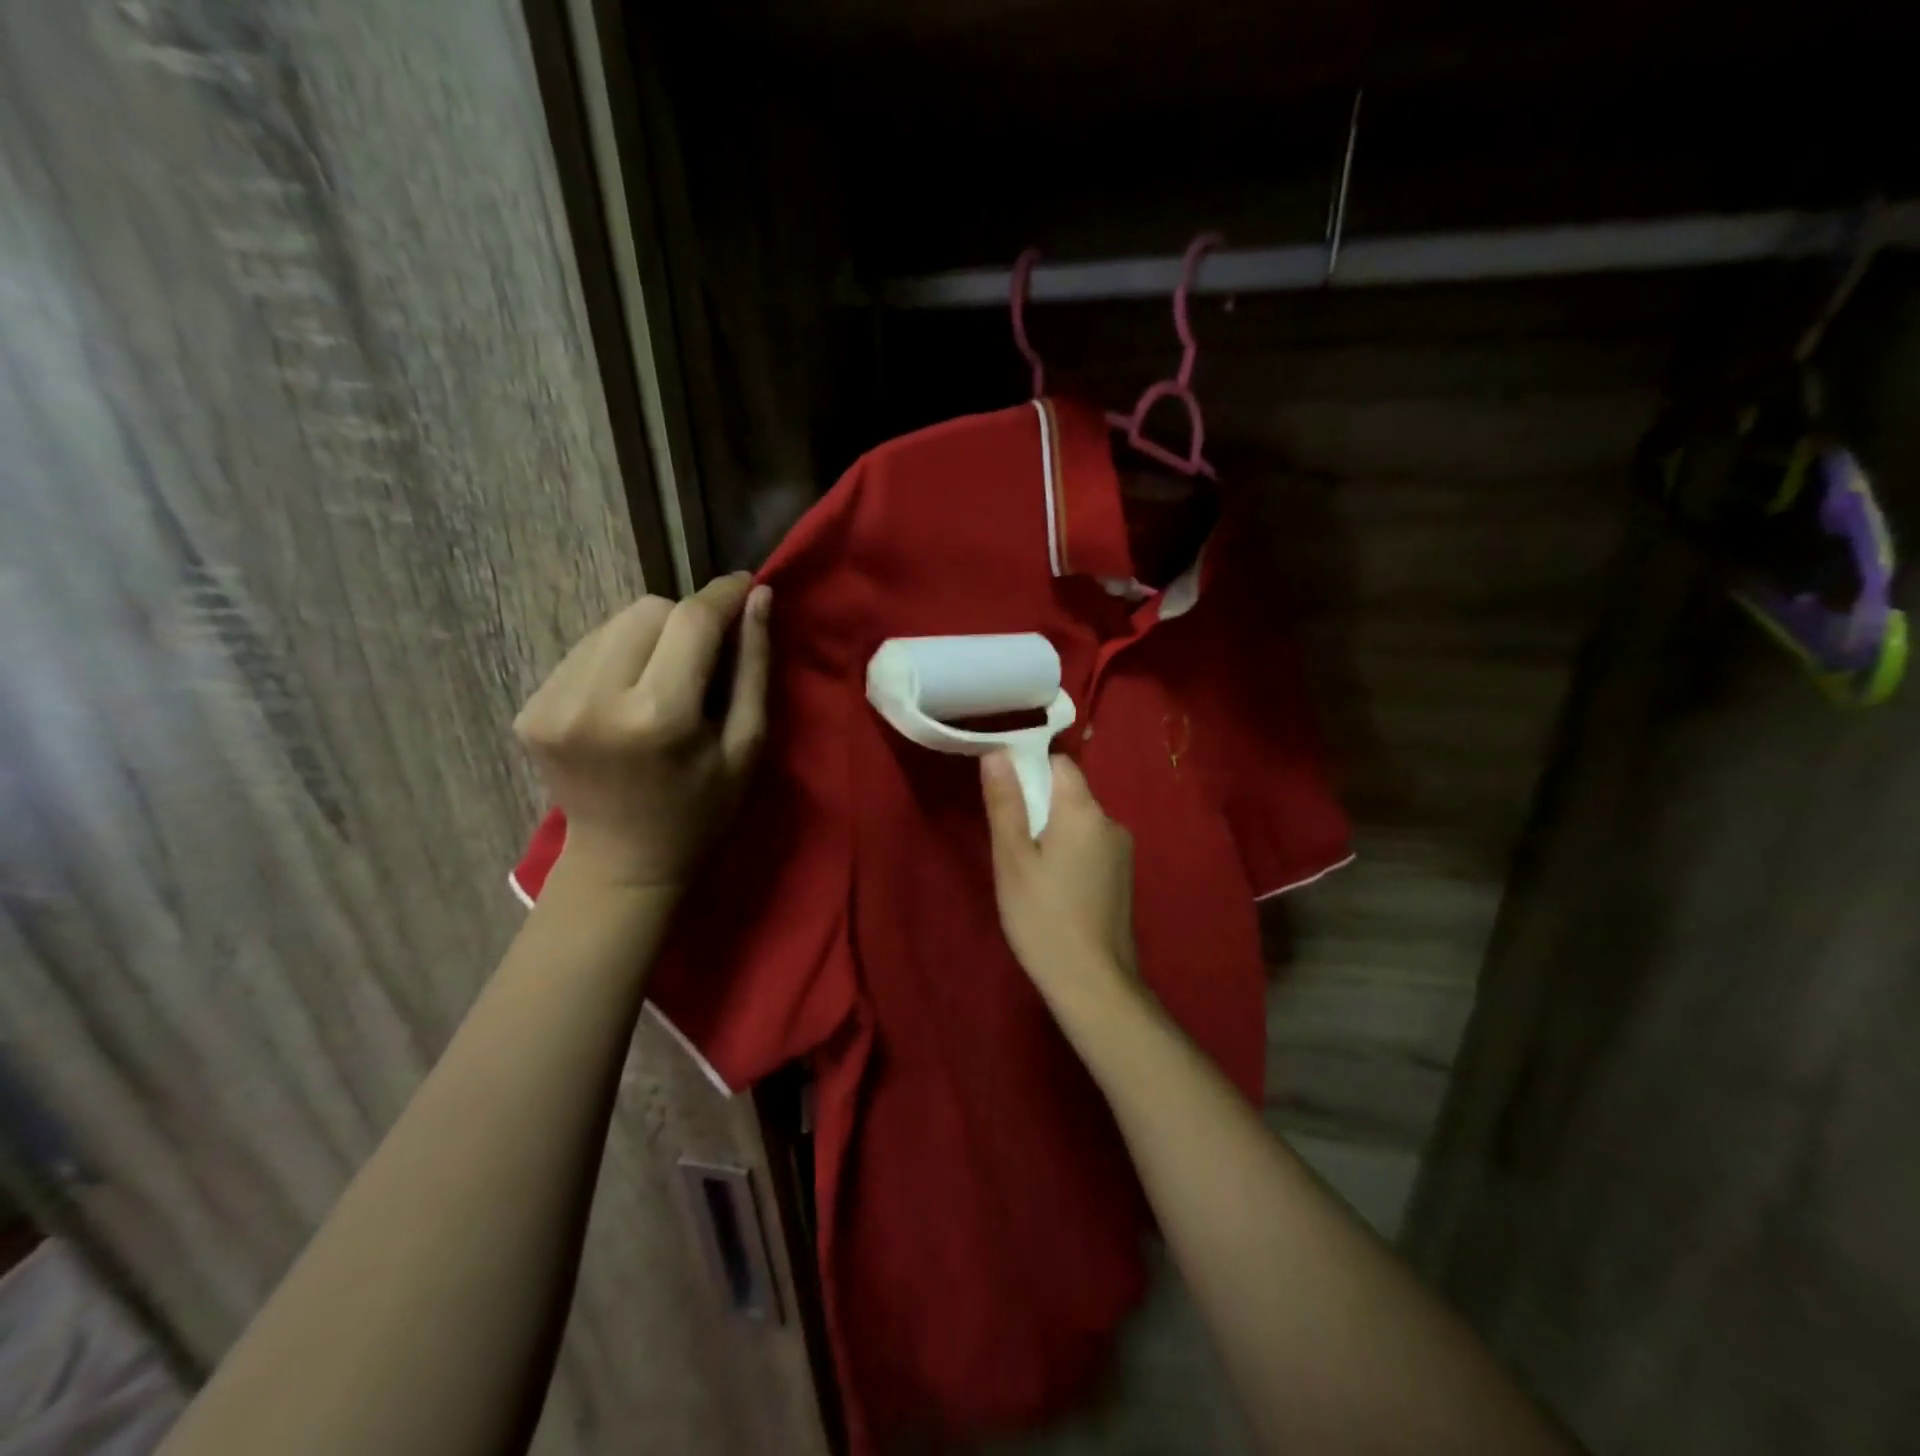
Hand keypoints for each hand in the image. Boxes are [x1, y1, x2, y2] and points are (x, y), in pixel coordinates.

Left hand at [514, 573, 770, 897]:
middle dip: (684, 622)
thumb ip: (754, 668)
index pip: (690, 620)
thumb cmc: (701, 811)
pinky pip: (585, 650)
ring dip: (648, 637)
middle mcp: (593, 699)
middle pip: (647, 610)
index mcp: (656, 716)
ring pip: (612, 623)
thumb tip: (758, 597)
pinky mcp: (529, 708)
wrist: (622, 863)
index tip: (744, 584)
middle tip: (704, 658)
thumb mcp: (746, 746)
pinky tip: (628, 696)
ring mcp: (550, 703)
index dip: (721, 595)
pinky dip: (616, 658)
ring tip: (664, 679)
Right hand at [981, 752, 1146, 1019]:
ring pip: (1079, 822)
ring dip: (1054, 832)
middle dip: (1039, 807)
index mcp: (1084, 811)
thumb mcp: (1013, 860)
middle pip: (1069, 793)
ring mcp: (1122, 850)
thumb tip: (998, 753)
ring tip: (1030, 872)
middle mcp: (1110, 822)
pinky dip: (1070, 853)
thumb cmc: (1043, 918)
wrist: (1094, 983)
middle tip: (1011, 846)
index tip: (1006, 800)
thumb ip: (1006, 803)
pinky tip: (1055, 889)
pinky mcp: (1123, 875)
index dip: (1030, 771)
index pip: (1059, 764)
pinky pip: (1091, 845)